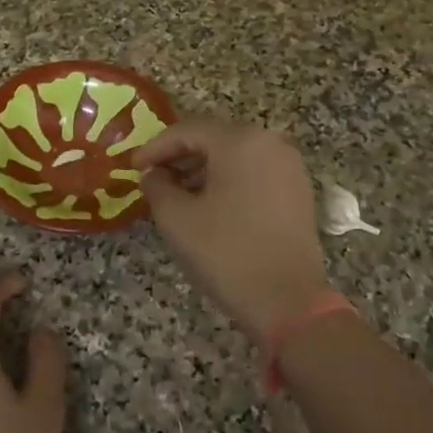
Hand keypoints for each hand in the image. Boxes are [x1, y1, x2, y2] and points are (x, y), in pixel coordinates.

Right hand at [132, 118, 330, 343]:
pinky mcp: (298, 191)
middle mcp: (270, 143)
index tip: (134, 167)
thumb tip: (153, 174)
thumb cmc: (227, 253)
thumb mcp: (177, 219)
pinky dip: (229, 181)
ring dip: (203, 169)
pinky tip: (210, 205)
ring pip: (236, 156)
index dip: (156, 147)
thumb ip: (157, 187)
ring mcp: (289, 167)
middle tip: (153, 178)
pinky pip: (255, 172)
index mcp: (241, 141)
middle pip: (215, 138)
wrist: (288, 301)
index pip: (188, 130)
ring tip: (177, 194)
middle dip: (180, 156)